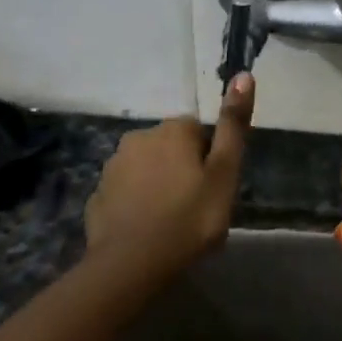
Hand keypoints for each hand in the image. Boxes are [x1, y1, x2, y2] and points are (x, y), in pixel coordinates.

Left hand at [85, 73, 254, 275]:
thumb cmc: (189, 218)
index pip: (198, 132)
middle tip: (195, 207)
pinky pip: (125, 192)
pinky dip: (135, 204)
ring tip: (170, 222)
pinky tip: (146, 230)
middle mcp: (139, 137)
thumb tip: (243, 75)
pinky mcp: (98, 194)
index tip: (213, 189)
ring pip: (146, 169)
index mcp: (172, 129)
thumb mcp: (224, 173)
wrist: (131, 265)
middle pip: (170, 148)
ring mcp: (113, 166)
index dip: (209, 160)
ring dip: (157, 185)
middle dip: (182, 169)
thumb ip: (233, 126)